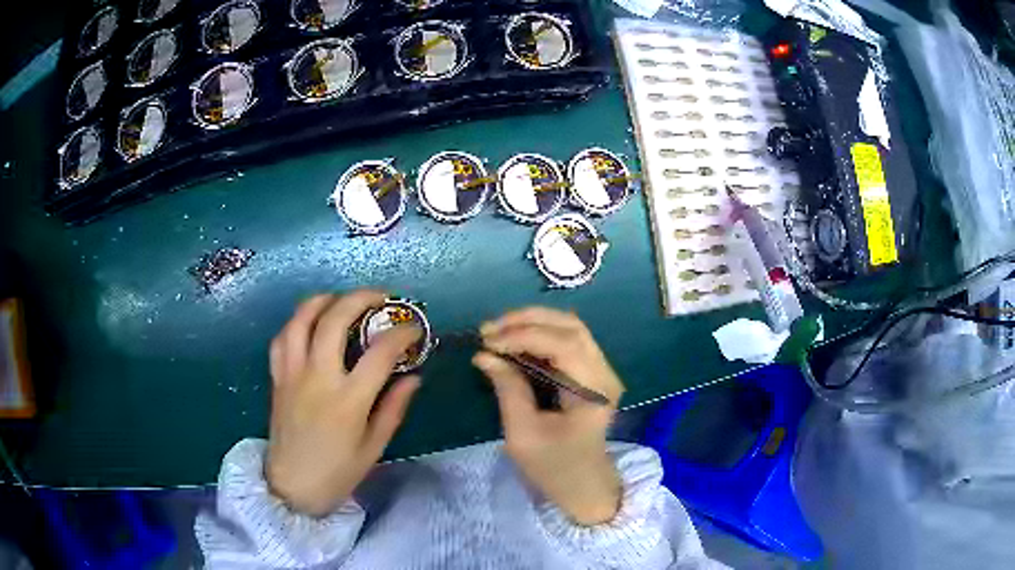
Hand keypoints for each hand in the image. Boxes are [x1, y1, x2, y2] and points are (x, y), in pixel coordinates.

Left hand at [266, 291, 421, 516]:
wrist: (292, 487)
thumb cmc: (338, 472)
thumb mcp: (374, 446)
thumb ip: (393, 408)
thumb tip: (413, 377)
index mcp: (348, 400)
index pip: (379, 353)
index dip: (401, 334)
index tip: (413, 329)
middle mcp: (318, 379)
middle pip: (335, 320)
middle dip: (361, 298)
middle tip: (380, 297)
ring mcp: (292, 375)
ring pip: (301, 320)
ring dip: (322, 300)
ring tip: (340, 298)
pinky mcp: (277, 378)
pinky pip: (282, 339)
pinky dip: (296, 322)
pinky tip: (309, 322)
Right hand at [473, 307, 624, 525]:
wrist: (584, 486)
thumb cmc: (555, 467)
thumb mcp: (524, 434)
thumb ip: (508, 389)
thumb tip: (484, 355)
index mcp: (594, 390)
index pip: (563, 344)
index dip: (523, 335)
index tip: (487, 342)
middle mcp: (604, 372)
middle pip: (570, 326)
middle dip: (526, 320)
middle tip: (488, 329)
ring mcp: (600, 370)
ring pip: (568, 328)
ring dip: (531, 323)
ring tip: (496, 331)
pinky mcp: (590, 373)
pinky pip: (565, 341)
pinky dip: (537, 335)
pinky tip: (512, 340)